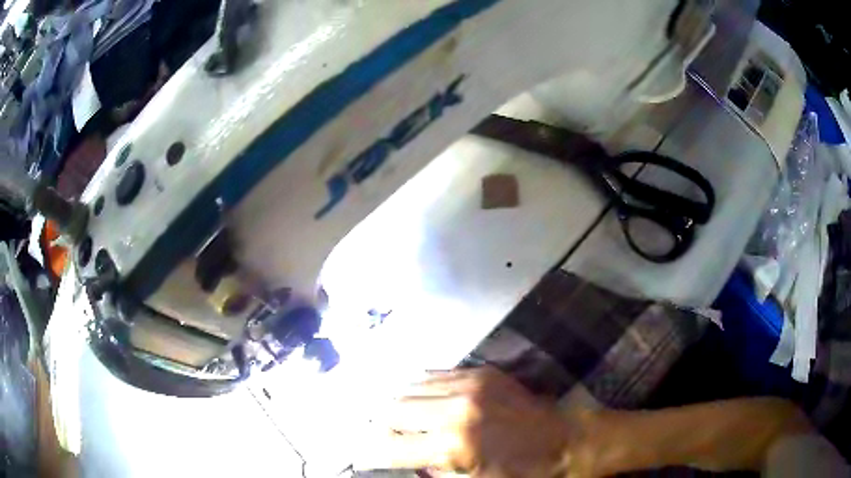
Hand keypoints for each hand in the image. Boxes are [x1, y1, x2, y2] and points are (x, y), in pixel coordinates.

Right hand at [359, 367, 583, 477]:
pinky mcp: (481, 372)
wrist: (565, 440)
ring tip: (395, 414)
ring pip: (410, 387)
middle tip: (379, 431)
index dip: (371, 450)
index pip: (391, 446)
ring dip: (398, 403)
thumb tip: (404, 456)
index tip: (361, 450)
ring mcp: (469, 386)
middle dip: (380, 422)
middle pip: (392, 409)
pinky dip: (421, 388)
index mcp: (452, 446)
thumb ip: (432, 469)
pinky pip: (435, 374)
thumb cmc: (520, 472)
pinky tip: (421, 398)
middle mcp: (454, 411)